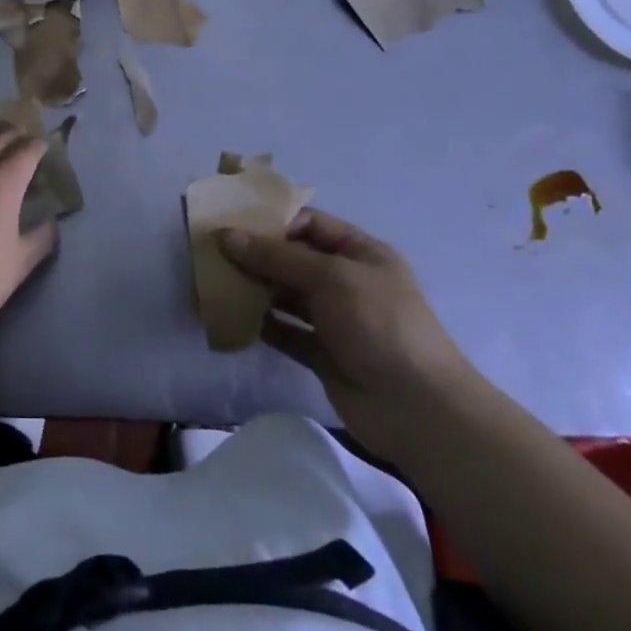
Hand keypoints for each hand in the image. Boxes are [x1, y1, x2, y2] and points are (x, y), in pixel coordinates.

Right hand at [219, 211, 478, 449]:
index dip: (272, 221)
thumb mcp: (330, 278)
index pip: (310, 224)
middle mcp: (346, 281)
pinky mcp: (321, 353)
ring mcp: (334, 319)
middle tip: (212, 252)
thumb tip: (226, 236)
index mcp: (360, 253)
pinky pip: (285, 330)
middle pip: (293, 259)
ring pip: (285, 294)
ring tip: (214, 282)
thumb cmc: (379, 324)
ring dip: (254, 288)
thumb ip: (276, 257)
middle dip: (256, 255)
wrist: (417, 409)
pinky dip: (261, 323)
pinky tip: (232, 317)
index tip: (231, 223)